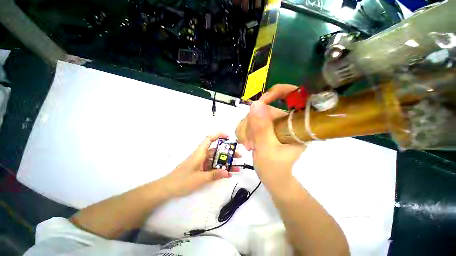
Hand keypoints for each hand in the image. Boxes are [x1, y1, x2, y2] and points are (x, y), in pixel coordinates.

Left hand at [161, 133, 239, 197]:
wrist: (167, 188)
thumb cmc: (182, 180)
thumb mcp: (200, 178)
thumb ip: (214, 175)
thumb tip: (228, 172)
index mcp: (200, 153)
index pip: (209, 139)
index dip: (219, 135)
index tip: (229, 137)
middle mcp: (202, 156)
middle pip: (216, 151)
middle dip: (228, 152)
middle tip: (239, 156)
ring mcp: (202, 163)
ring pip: (216, 160)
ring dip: (226, 163)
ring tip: (237, 167)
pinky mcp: (201, 170)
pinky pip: (212, 168)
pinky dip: (219, 170)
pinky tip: (228, 174)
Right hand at [236, 84, 305, 185]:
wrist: (273, 178)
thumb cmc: (274, 169)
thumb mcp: (267, 150)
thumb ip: (261, 129)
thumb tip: (255, 104)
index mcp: (295, 124)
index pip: (292, 95)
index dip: (276, 93)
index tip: (258, 105)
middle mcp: (285, 120)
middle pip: (263, 109)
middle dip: (251, 125)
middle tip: (249, 143)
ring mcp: (274, 123)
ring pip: (253, 115)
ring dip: (246, 130)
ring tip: (248, 146)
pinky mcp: (265, 127)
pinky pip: (249, 121)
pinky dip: (244, 131)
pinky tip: (246, 142)